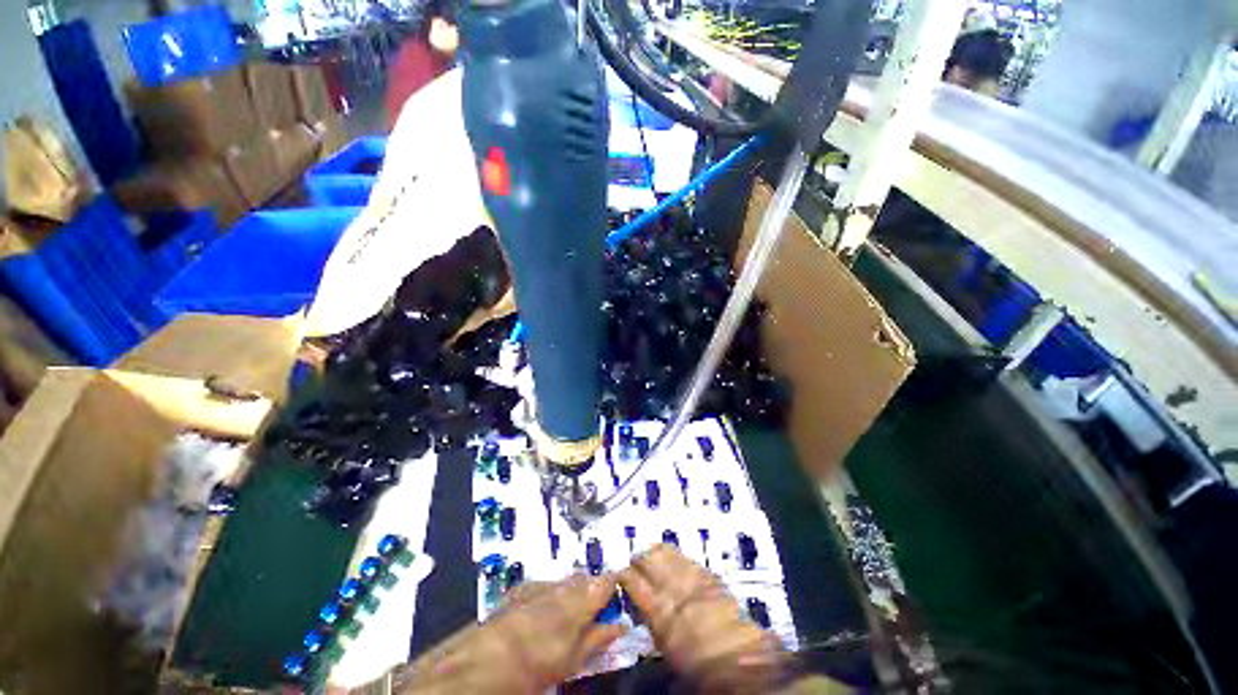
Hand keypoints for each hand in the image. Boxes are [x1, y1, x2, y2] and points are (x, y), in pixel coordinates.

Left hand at [401, 574, 625, 693]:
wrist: (484, 660)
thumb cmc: (536, 665)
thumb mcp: (572, 660)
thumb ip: (598, 638)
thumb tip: (620, 626)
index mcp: (580, 598)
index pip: (607, 580)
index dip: (615, 586)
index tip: (618, 598)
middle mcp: (563, 583)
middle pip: (586, 580)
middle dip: (592, 593)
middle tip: (593, 618)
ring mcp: (541, 583)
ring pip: (566, 583)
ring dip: (571, 595)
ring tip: (566, 622)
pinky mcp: (522, 588)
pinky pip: (546, 586)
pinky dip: (551, 596)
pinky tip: (542, 617)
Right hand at [622, 545, 787, 693]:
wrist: (741, 660)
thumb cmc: (700, 667)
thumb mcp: (667, 649)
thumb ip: (652, 622)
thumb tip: (644, 607)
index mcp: (659, 612)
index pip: (633, 582)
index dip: (624, 575)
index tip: (620, 575)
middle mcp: (673, 588)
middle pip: (649, 559)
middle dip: (639, 559)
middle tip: (636, 564)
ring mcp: (691, 577)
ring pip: (666, 552)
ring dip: (655, 553)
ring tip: (651, 557)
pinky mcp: (708, 574)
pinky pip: (686, 558)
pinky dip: (675, 556)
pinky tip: (673, 560)